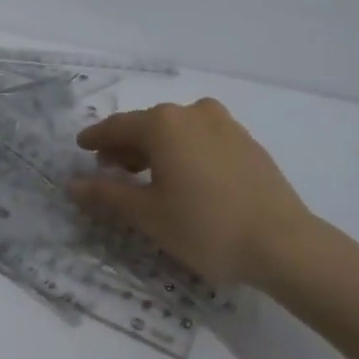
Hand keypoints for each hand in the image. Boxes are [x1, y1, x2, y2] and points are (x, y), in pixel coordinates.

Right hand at [70, 98, 321, 288]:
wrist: (285, 245)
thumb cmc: (205, 227)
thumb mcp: (148, 215)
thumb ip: (107, 195)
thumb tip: (73, 184)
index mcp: (163, 123)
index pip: (117, 126)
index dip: (95, 138)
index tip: (80, 147)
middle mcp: (192, 113)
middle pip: (147, 125)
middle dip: (125, 146)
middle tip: (110, 169)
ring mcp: (225, 125)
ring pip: (177, 130)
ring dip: (156, 148)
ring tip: (147, 177)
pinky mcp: (247, 143)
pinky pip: (203, 139)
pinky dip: (185, 152)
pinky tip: (186, 179)